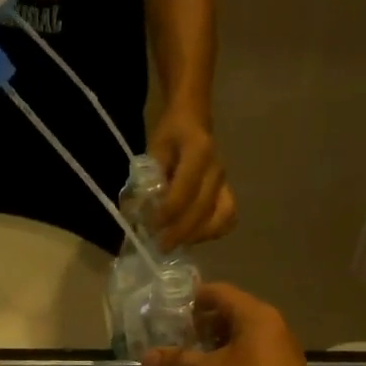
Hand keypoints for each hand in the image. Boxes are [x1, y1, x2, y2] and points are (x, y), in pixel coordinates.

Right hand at [143, 284, 325, 365]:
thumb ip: (178, 362)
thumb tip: (146, 356)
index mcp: (255, 316)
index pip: (219, 292)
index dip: (193, 298)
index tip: (169, 312)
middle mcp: (271, 326)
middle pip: (230, 313)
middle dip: (201, 325)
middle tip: (174, 338)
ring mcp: (278, 350)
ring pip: (240, 337)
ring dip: (214, 345)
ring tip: (188, 359)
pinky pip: (249, 356)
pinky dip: (228, 360)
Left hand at [149, 110, 236, 246]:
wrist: (194, 119)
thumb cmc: (171, 134)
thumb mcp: (154, 148)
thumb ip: (148, 178)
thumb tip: (137, 211)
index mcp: (199, 151)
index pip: (186, 189)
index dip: (169, 212)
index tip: (151, 227)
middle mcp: (217, 169)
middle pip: (203, 208)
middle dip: (180, 231)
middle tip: (160, 246)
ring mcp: (226, 182)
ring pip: (221, 217)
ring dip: (198, 235)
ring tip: (176, 243)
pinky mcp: (228, 192)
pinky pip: (228, 218)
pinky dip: (214, 232)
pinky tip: (194, 237)